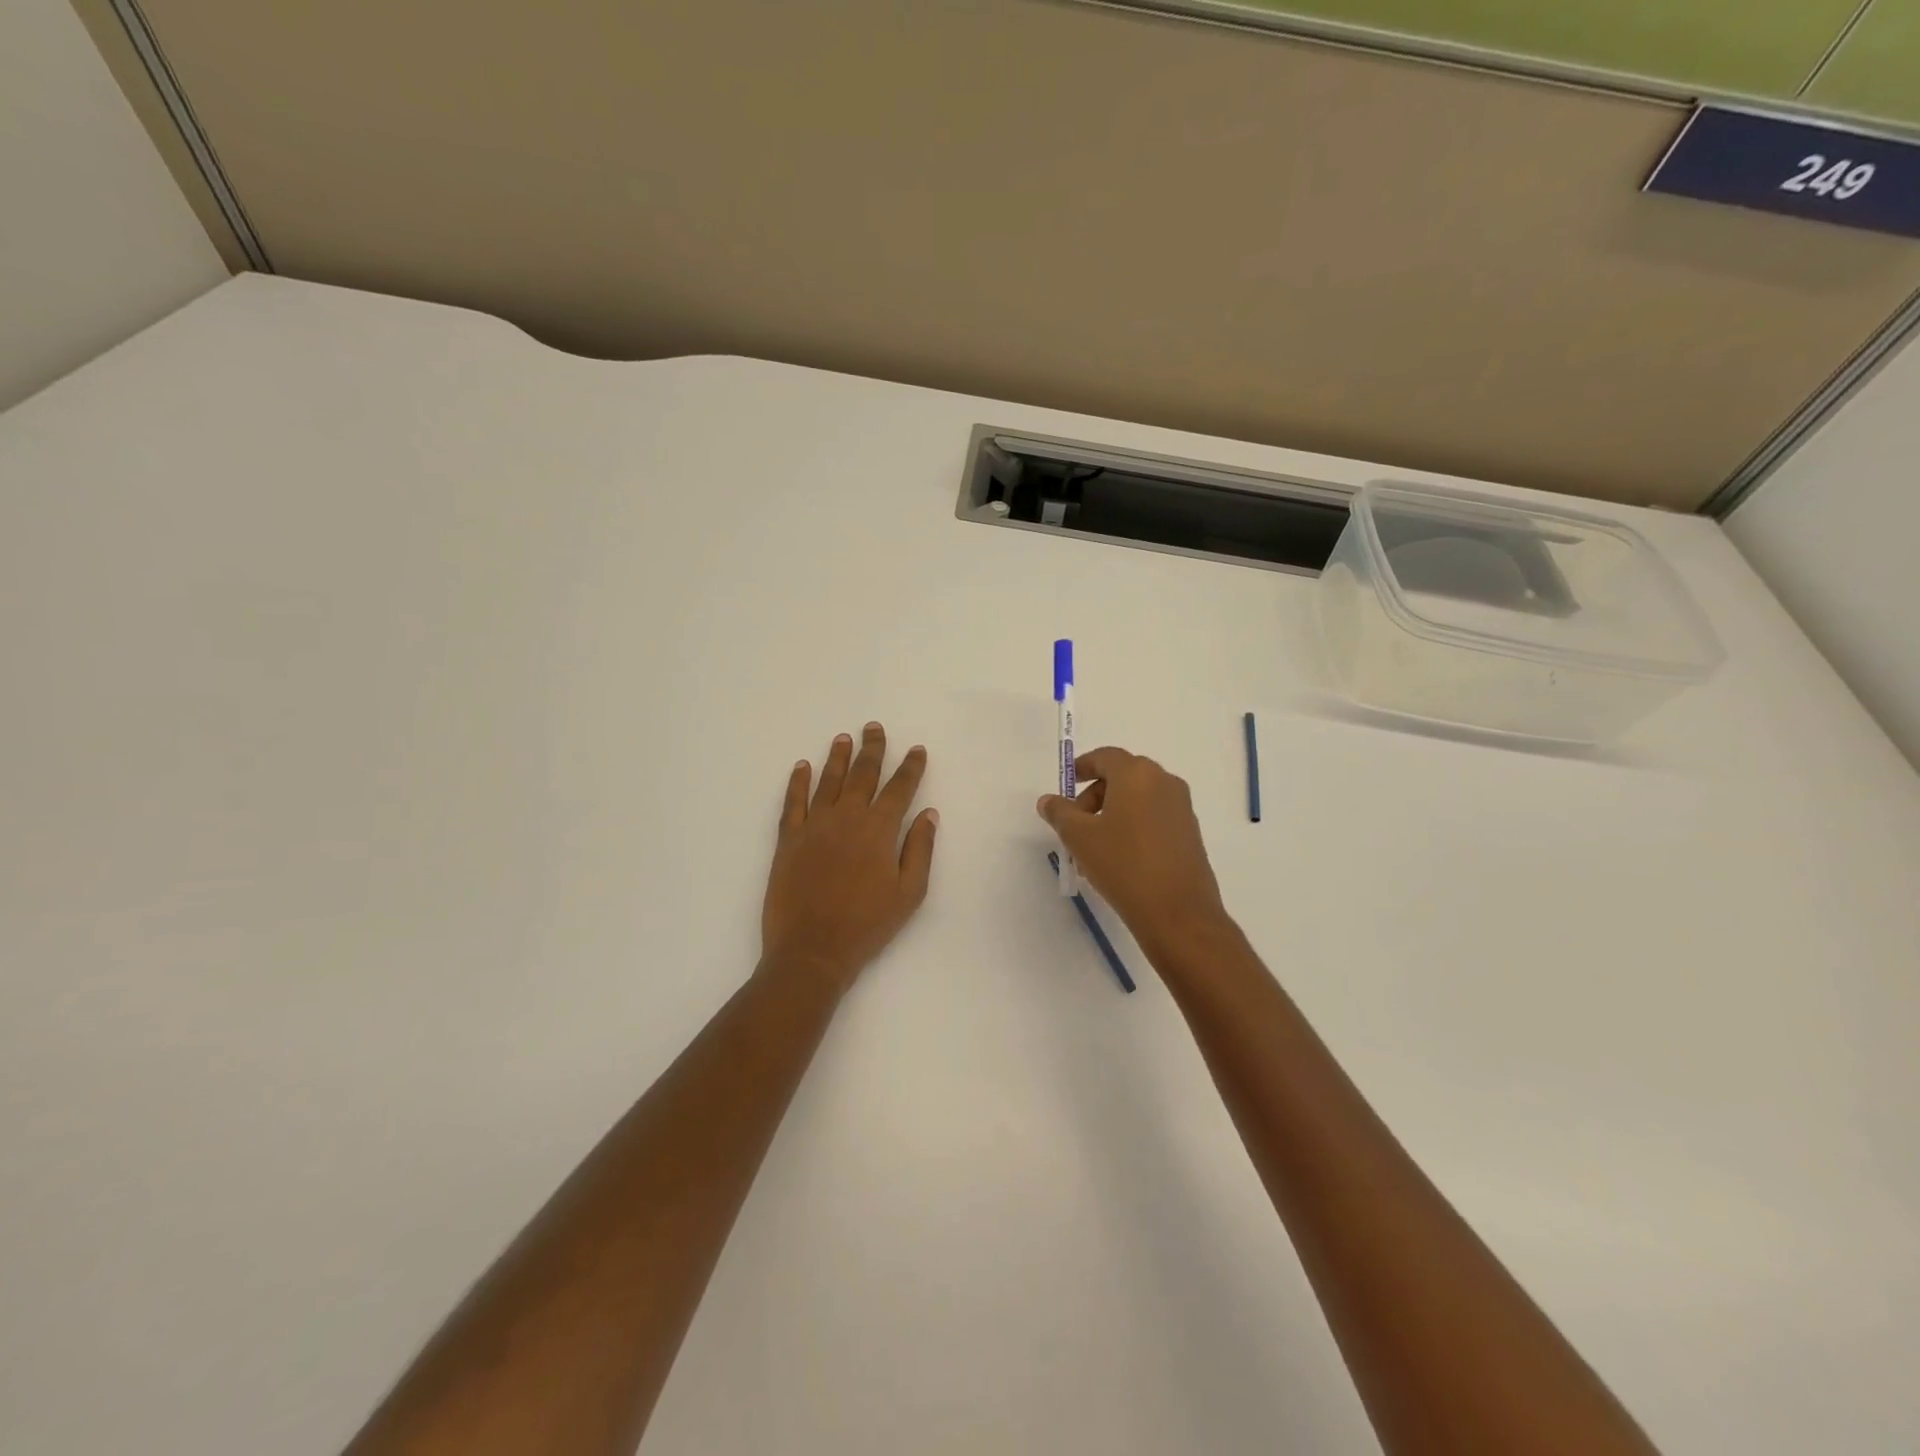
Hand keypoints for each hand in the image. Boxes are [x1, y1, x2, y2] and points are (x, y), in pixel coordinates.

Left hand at [762, 723, 937, 994]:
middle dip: (872, 749)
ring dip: (837, 757)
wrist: (812, 950)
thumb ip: (920, 849)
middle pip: (862, 775)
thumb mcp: (909, 893)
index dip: (910, 767)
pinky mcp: (788, 839)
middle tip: (874, 728)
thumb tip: (928, 813)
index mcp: (879, 830)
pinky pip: (792, 802)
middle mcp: (846, 817)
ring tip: (844, 738)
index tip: (916, 749)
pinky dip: (798, 782)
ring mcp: (813, 826)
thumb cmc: (867, 925)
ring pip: (828, 781)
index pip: (899, 789)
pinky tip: (802, 766)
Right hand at [1037, 747, 1230, 957]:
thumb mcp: (1079, 837)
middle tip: (1076, 823)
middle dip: (1095, 795)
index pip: (1105, 757)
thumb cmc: (1123, 864)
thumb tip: (1048, 800)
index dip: (1082, 767)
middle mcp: (1164, 782)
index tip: (1067, 784)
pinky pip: (1154, 817)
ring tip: (1094, 847)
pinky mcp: (1190, 832)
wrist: (1177, 911)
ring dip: (1113, 813)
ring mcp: (1181, 807)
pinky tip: (1119, 858)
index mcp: (1137, 774)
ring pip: (1138, 799)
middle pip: (1122, 776)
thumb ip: (1060, 813)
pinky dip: (1133, 826)